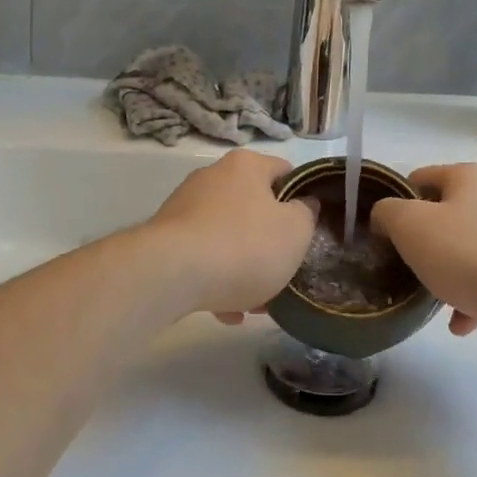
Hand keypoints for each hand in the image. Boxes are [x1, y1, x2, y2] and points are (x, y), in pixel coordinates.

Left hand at [138, 149, 316, 317]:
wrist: (170, 274)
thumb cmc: (243, 246)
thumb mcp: (295, 231)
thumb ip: (306, 214)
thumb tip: (302, 205)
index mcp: (246, 165)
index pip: (285, 172)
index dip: (302, 199)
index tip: (310, 230)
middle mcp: (213, 177)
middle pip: (255, 208)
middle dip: (270, 243)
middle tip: (284, 272)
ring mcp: (185, 207)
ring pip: (228, 236)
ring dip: (244, 268)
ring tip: (256, 305)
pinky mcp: (166, 238)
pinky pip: (203, 257)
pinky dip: (217, 280)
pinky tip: (226, 311)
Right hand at [370, 163, 476, 335]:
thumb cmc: (472, 254)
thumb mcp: (412, 228)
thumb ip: (387, 214)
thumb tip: (384, 216)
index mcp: (465, 177)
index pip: (418, 178)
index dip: (395, 204)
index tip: (383, 237)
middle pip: (444, 214)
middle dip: (424, 243)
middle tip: (408, 270)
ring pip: (469, 246)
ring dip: (448, 271)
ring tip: (434, 302)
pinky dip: (475, 293)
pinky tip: (463, 323)